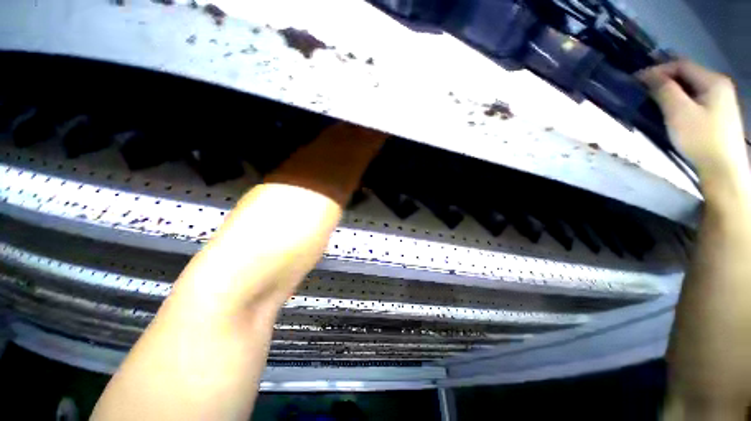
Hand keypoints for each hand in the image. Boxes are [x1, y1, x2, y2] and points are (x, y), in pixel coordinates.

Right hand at [638, 60, 747, 182]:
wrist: (723, 169)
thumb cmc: (701, 138)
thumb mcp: (679, 112)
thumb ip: (664, 90)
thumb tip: (648, 75)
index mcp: (713, 81)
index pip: (681, 65)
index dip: (658, 69)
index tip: (636, 80)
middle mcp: (719, 85)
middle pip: (687, 74)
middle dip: (664, 79)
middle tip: (642, 89)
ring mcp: (720, 100)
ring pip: (690, 87)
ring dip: (671, 90)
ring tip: (652, 98)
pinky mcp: (717, 114)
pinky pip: (695, 98)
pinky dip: (679, 99)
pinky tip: (670, 108)